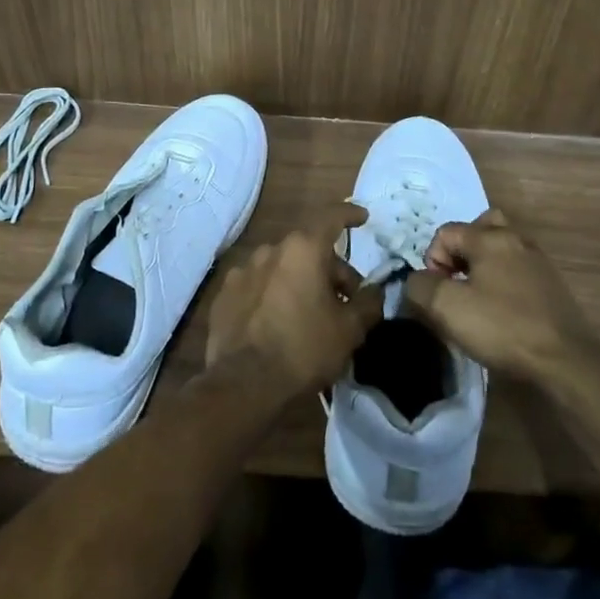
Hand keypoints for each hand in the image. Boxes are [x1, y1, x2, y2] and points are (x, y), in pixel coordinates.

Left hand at [206, 205, 383, 394]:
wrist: (244, 384)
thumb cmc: (304, 349)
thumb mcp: (350, 330)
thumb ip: (368, 303)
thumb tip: (374, 290)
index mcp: (303, 249)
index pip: (332, 217)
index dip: (350, 215)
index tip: (362, 218)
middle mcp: (271, 250)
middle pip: (308, 248)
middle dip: (330, 269)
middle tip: (344, 301)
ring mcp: (243, 270)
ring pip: (281, 267)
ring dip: (299, 281)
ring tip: (309, 314)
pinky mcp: (225, 294)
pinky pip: (257, 286)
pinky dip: (272, 295)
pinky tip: (277, 322)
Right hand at [403, 210, 599, 382]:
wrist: (566, 360)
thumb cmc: (502, 327)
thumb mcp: (447, 308)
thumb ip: (421, 286)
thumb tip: (418, 281)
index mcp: (489, 238)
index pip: (446, 232)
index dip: (432, 260)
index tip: (438, 292)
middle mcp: (516, 239)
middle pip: (480, 227)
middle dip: (461, 251)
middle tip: (457, 280)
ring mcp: (538, 261)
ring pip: (502, 247)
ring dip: (483, 264)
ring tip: (476, 295)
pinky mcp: (551, 284)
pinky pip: (517, 268)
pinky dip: (503, 279)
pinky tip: (501, 309)